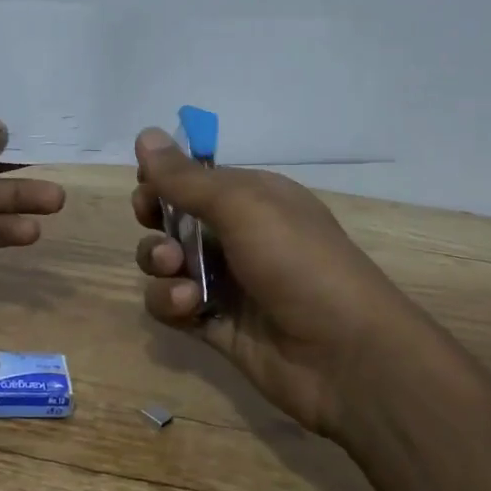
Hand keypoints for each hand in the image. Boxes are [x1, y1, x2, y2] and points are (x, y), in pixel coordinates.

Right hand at [131, 128, 412, 435]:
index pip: (195, 178)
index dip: (165, 179)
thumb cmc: (298, 262)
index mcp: (253, 198)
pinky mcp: (215, 324)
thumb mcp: (243, 206)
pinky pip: (172, 305)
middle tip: (150, 221)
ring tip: (175, 268)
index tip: (146, 185)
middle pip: (174, 218)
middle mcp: (239, 235)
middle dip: (155, 218)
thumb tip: (145, 134)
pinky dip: (170, 303)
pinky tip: (188, 307)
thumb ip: (186, 177)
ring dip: (158, 261)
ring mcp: (226, 282)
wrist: (345, 357)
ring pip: (167, 262)